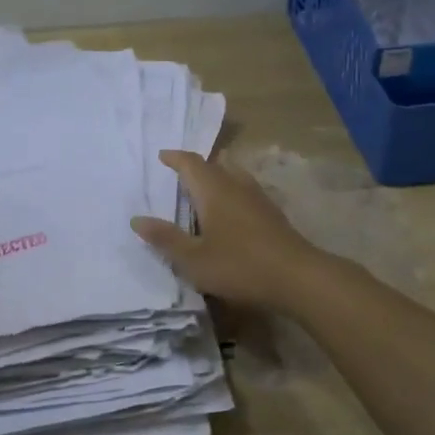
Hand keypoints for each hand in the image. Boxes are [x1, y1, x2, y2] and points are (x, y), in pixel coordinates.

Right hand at [131, 151, 325, 311]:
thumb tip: (137, 219)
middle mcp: (236, 185)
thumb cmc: (239, 265)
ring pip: (234, 175)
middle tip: (180, 174)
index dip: (175, 158)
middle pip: (215, 164)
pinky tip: (230, 213)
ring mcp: (258, 198)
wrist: (297, 277)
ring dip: (217, 176)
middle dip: (197, 166)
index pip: (191, 163)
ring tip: (204, 190)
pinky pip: (246, 191)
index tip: (162, 156)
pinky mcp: (273, 213)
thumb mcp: (193, 259)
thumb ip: (165, 238)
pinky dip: (232, 193)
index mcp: (213, 190)